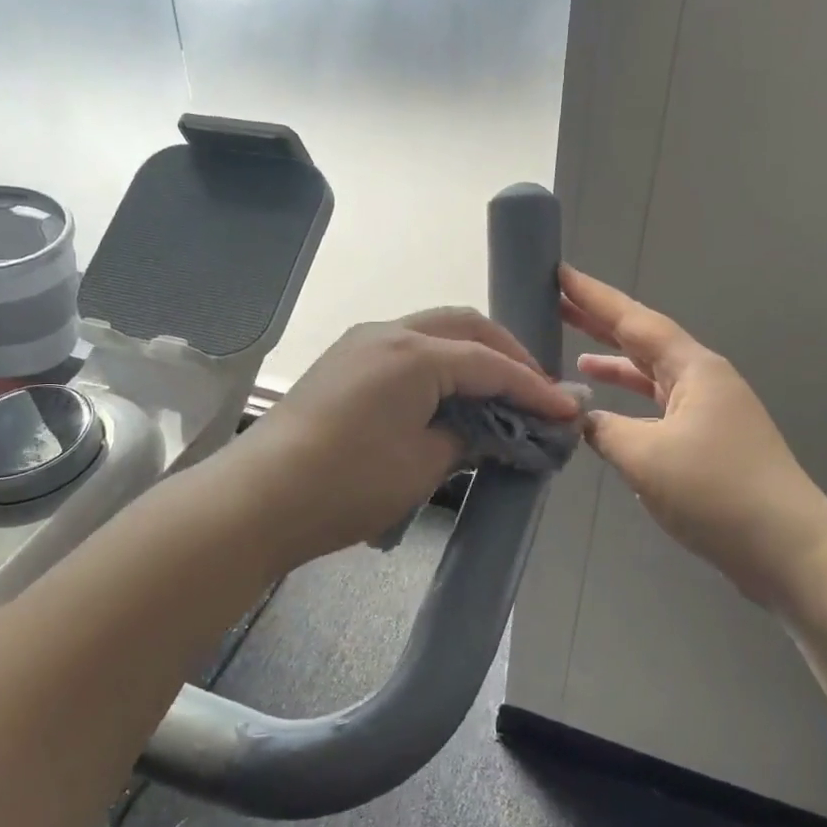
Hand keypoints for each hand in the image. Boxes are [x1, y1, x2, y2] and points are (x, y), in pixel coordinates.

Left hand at [224, 309, 579, 573]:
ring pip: (433, 332)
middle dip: (506, 354)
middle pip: (464, 327)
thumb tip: (491, 430)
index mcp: (414, 353)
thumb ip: (468, 437)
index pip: (490, 364)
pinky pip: (406, 348)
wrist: (259, 499)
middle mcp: (388, 332)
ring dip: (472, 354)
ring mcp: (360, 343)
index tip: (568, 410)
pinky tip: (451, 393)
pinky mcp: (343, 362)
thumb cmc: (348, 484)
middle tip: (536, 390)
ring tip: (499, 391)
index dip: (533, 388)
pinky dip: (439, 363)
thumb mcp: (423, 465)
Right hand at [561, 266, 826, 595]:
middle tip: (558, 304)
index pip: (634, 320)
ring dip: (615, 365)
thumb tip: (581, 417)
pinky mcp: (709, 442)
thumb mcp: (645, 457)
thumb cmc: (716, 491)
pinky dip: (630, 404)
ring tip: (574, 355)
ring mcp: (709, 411)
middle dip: (600, 323)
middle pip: (643, 341)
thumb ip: (603, 429)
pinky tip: (608, 415)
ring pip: (652, 377)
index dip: (594, 297)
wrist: (788, 549)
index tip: (560, 273)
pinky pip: (659, 408)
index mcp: (693, 369)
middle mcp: (703, 380)